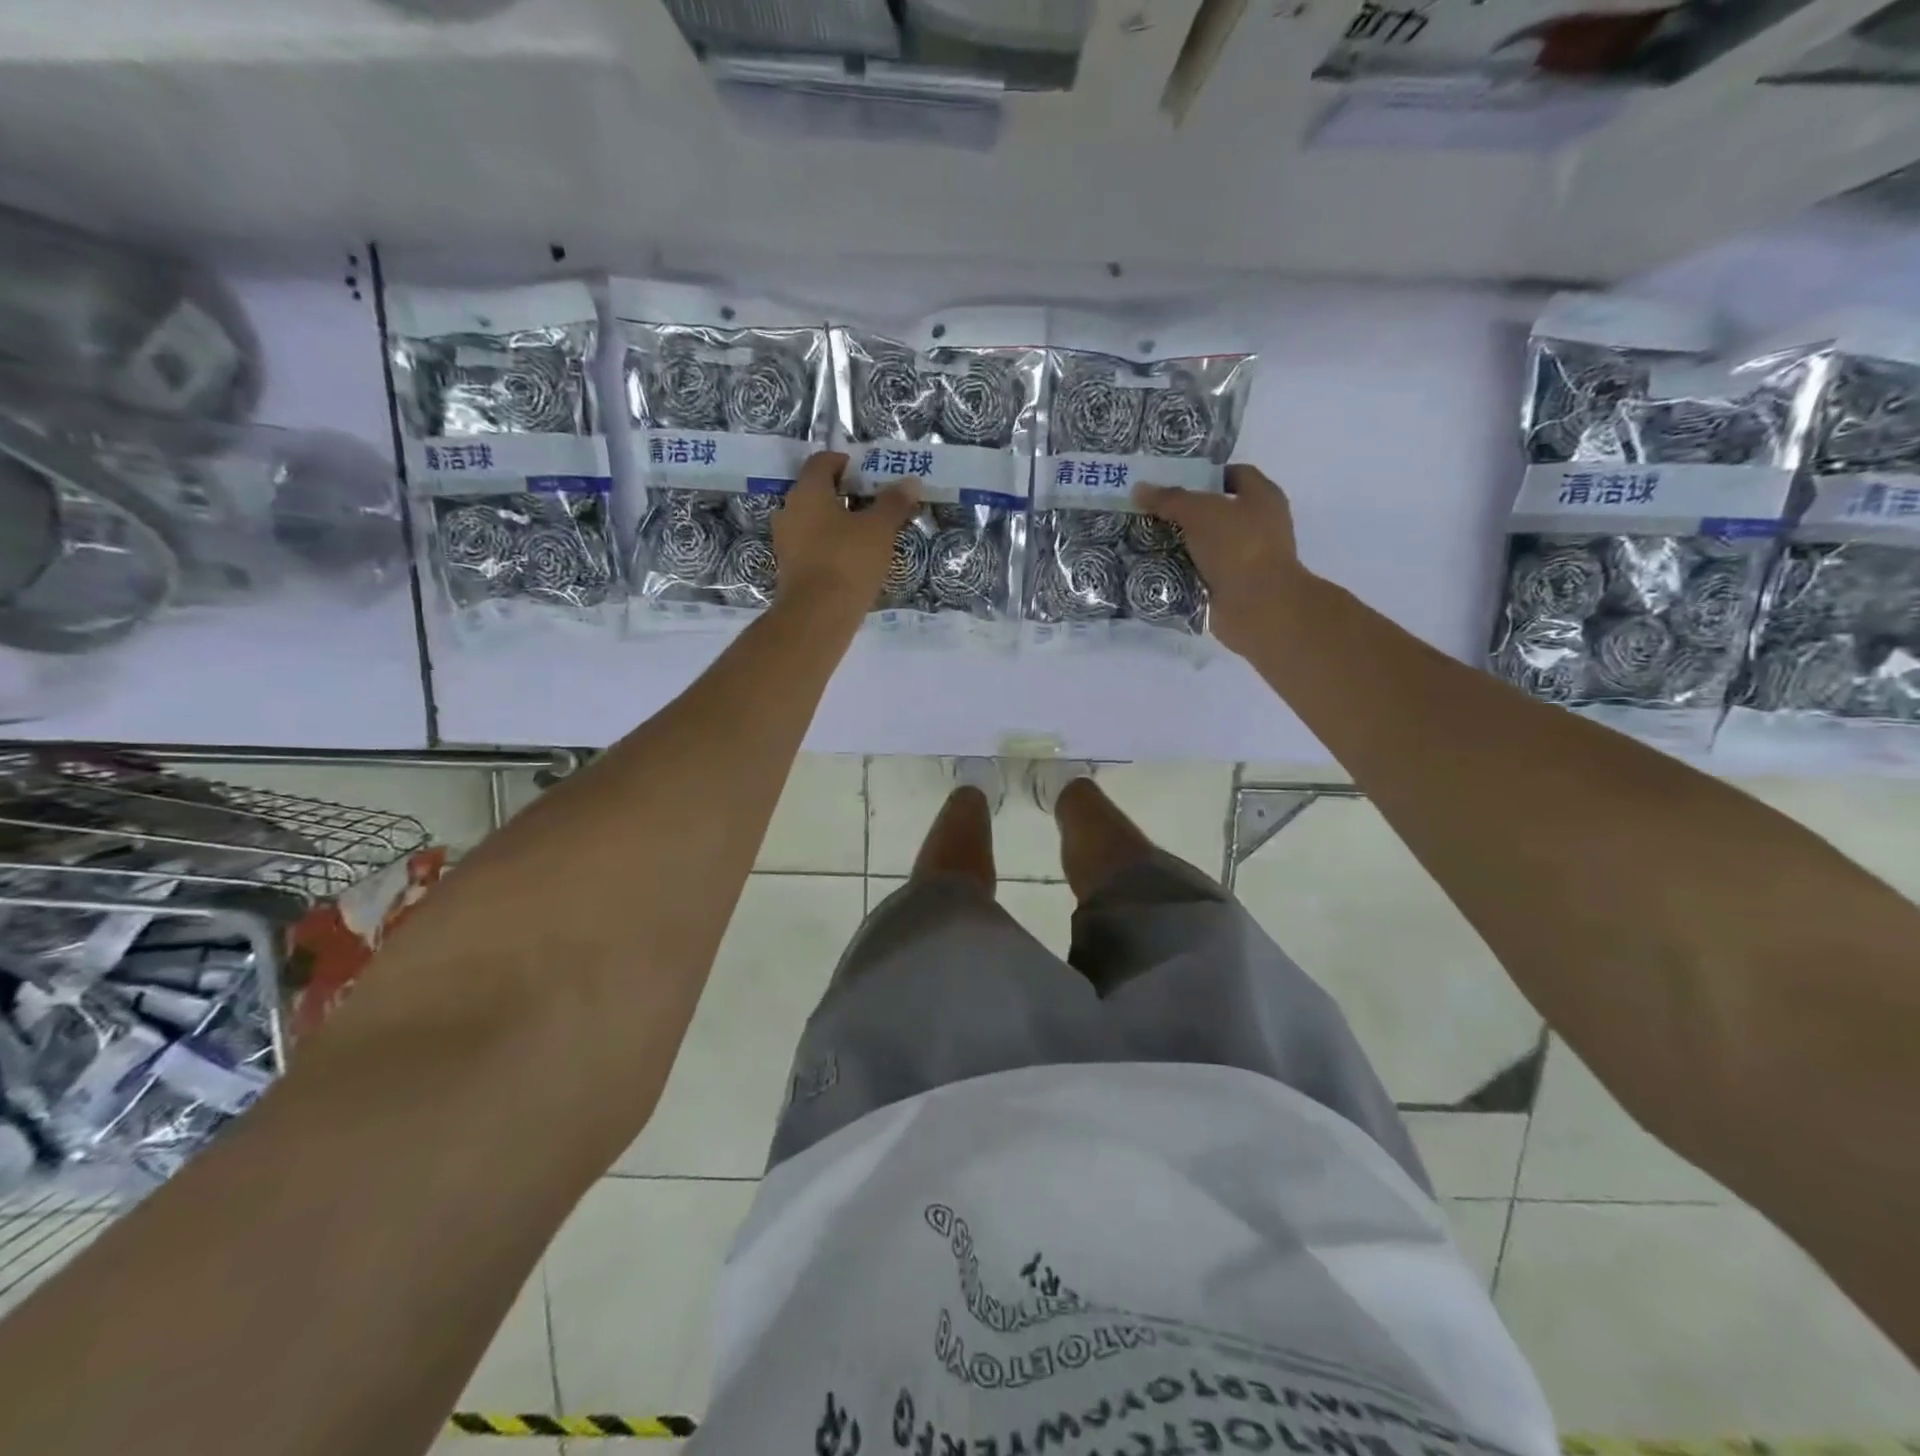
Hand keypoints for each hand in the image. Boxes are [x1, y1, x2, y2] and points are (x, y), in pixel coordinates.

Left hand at [772, 452, 920, 610]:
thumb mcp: (879, 529)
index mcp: (808, 492)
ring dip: (838, 523)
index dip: (845, 462)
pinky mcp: (790, 569)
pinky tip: (853, 560)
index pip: (822, 462)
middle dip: (845, 494)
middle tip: (874, 504)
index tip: (868, 473)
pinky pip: (812, 546)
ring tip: (868, 535)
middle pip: (817, 491)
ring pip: (814, 521)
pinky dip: (831, 546)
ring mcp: (786, 542)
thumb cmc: (847, 561)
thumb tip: (910, 482)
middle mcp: (790, 511)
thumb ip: (894, 503)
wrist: (817, 616)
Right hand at [1134, 463, 1305, 656]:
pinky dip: (1183, 572)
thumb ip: (1169, 499)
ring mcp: (1247, 559)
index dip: (1205, 475)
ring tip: (1148, 541)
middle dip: (1185, 513)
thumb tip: (1139, 489)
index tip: (1173, 482)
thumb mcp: (1198, 512)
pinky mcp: (1233, 586)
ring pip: (1207, 545)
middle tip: (1152, 512)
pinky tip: (1157, 569)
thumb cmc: (1237, 546)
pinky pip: (1202, 573)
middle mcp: (1259, 525)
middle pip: (1217, 512)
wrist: (1257, 605)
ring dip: (1181, 545)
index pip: (1235, 474)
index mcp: (1262, 497)